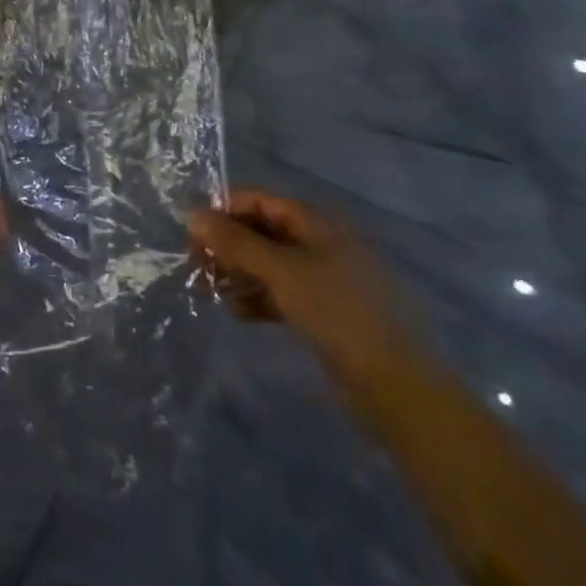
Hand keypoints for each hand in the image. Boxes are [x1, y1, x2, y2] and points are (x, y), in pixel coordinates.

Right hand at [188, 190, 416, 393]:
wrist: (394, 385)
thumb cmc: (337, 313)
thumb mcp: (281, 271)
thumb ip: (235, 242)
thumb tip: (193, 214)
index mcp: (316, 222)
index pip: (258, 200)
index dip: (223, 211)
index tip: (192, 235)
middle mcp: (319, 242)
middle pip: (261, 231)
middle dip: (227, 246)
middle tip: (196, 269)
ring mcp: (323, 278)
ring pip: (268, 263)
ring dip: (237, 273)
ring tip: (211, 294)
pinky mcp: (323, 311)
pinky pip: (280, 292)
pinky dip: (257, 298)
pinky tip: (239, 314)